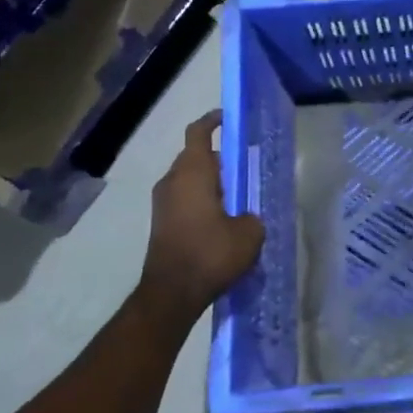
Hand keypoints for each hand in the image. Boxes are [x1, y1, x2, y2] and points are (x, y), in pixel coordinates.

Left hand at [136, 111, 264, 321]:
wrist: (171, 294)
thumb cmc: (210, 254)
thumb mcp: (249, 234)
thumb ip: (251, 216)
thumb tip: (245, 217)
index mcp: (193, 172)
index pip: (199, 133)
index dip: (213, 121)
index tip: (228, 118)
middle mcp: (172, 181)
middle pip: (196, 157)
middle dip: (219, 159)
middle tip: (244, 168)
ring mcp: (162, 203)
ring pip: (189, 180)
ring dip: (210, 182)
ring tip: (237, 197)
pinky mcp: (161, 223)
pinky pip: (184, 199)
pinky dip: (201, 201)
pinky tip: (221, 220)